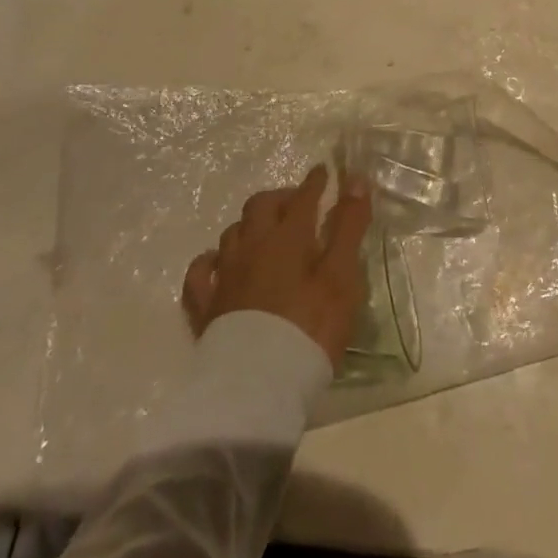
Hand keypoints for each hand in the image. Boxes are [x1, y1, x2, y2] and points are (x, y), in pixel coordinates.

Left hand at [182, 165, 372, 371]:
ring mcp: (225, 275)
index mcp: (288, 236)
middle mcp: (252, 246)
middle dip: (280, 197)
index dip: (315, 182)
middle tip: (296, 203)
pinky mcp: (206, 307)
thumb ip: (349, 226)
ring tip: (264, 232)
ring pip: (233, 232)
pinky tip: (218, 263)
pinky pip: (201, 272)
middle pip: (261, 206)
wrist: (258, 386)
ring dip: (250, 224)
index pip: (302, 197)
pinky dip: (211, 261)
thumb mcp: (342, 276)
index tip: (323, 172)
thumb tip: (356, 179)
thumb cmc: (310, 327)